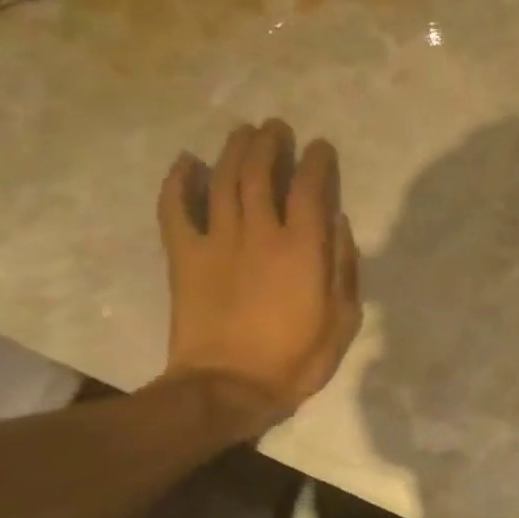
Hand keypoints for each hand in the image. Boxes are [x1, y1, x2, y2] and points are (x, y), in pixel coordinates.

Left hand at [157, 119, 360, 426]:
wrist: (227, 389)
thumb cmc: (296, 357)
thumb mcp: (343, 318)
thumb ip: (343, 265)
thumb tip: (337, 223)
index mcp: (302, 247)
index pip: (311, 187)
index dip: (317, 161)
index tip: (321, 146)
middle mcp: (259, 233)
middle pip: (261, 173)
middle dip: (270, 144)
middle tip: (276, 128)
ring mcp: (217, 242)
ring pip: (222, 181)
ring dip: (233, 151)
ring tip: (243, 132)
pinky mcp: (184, 257)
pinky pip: (175, 211)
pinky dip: (176, 183)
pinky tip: (183, 162)